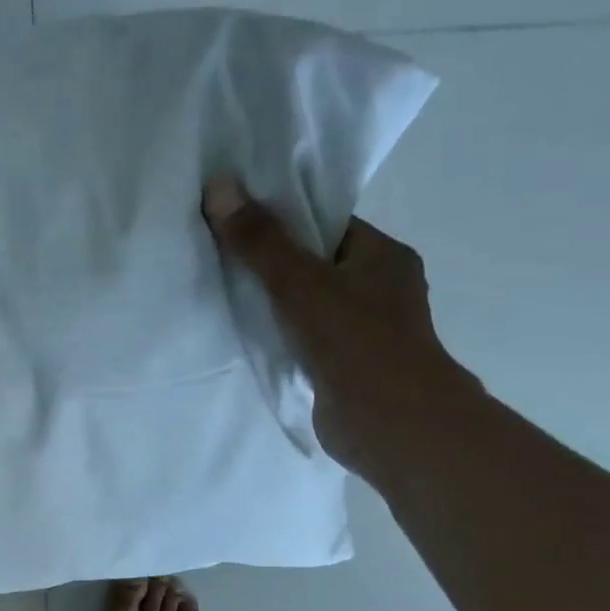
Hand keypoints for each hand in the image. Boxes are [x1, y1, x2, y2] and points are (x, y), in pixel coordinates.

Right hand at [201, 173, 478, 479]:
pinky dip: (279, 336)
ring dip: (273, 303)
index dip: (283, 220)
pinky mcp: (346, 366)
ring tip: (222, 293)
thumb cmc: (354, 341)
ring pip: (308, 304)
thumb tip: (219, 186)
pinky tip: (245, 336)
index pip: (327, 225)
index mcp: (382, 256)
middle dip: (271, 263)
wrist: (390, 424)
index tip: (238, 221)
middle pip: (314, 263)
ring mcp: (365, 330)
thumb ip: (259, 240)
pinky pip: (304, 338)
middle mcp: (379, 288)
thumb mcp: (299, 282)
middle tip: (220, 256)